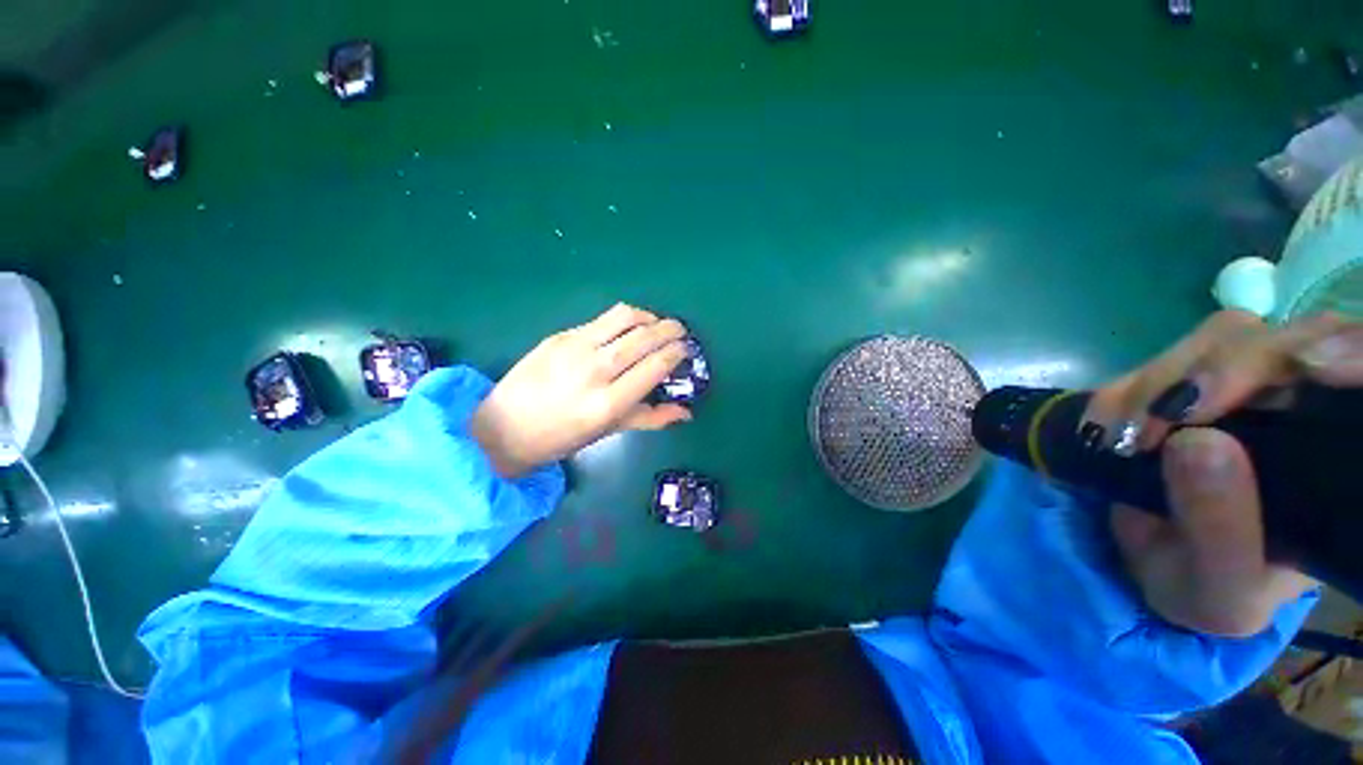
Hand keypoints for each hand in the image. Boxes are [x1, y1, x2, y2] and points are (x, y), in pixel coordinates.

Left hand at [470, 303, 692, 477]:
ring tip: (656, 323)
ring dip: (648, 316)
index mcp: (609, 402)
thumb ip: (651, 418)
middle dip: (670, 329)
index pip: (655, 366)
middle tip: (680, 331)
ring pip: (624, 317)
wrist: (505, 427)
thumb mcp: (609, 431)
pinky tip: (626, 329)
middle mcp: (595, 370)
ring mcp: (574, 348)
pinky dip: (622, 320)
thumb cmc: (562, 437)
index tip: (686, 349)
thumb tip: (687, 412)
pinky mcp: (559, 336)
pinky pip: (600, 320)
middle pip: (644, 337)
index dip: (677, 353)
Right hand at [1084, 310, 1362, 636]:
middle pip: (1296, 341)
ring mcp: (1252, 388)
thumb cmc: (1211, 589)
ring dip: (1166, 377)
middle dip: (1229, 369)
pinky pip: (1170, 357)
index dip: (1350, 351)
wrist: (1161, 565)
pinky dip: (1130, 384)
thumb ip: (1220, 529)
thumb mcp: (1217, 588)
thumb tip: (1197, 441)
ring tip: (1122, 435)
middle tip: (1165, 419)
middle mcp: (1311, 412)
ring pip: (1229, 336)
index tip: (1311, 368)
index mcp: (1340, 462)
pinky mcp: (1193, 382)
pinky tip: (1106, 423)